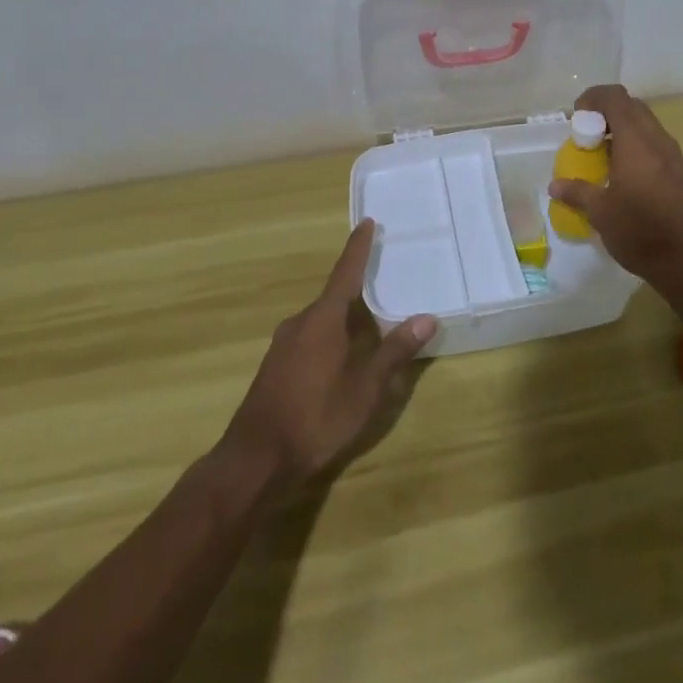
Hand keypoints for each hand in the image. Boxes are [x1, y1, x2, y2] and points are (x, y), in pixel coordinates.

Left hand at [219, 220, 436, 490]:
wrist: (255, 459)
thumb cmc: (316, 418)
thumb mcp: (365, 389)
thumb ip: (395, 352)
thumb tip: (427, 318)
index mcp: (323, 318)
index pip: (345, 272)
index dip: (358, 247)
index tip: (367, 222)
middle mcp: (301, 322)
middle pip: (335, 296)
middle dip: (358, 288)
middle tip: (385, 278)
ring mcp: (284, 344)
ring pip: (322, 319)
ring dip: (345, 316)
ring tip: (371, 320)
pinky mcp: (276, 365)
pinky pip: (310, 336)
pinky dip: (331, 334)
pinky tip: (343, 354)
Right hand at [547, 84, 682, 293]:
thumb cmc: (641, 233)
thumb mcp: (600, 214)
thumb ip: (577, 193)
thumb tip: (555, 185)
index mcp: (636, 143)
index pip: (615, 98)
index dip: (593, 98)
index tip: (576, 117)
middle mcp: (659, 142)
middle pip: (633, 107)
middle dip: (607, 113)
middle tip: (588, 136)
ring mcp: (675, 157)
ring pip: (648, 126)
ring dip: (624, 131)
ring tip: (604, 157)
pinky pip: (657, 146)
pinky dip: (638, 147)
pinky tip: (626, 177)